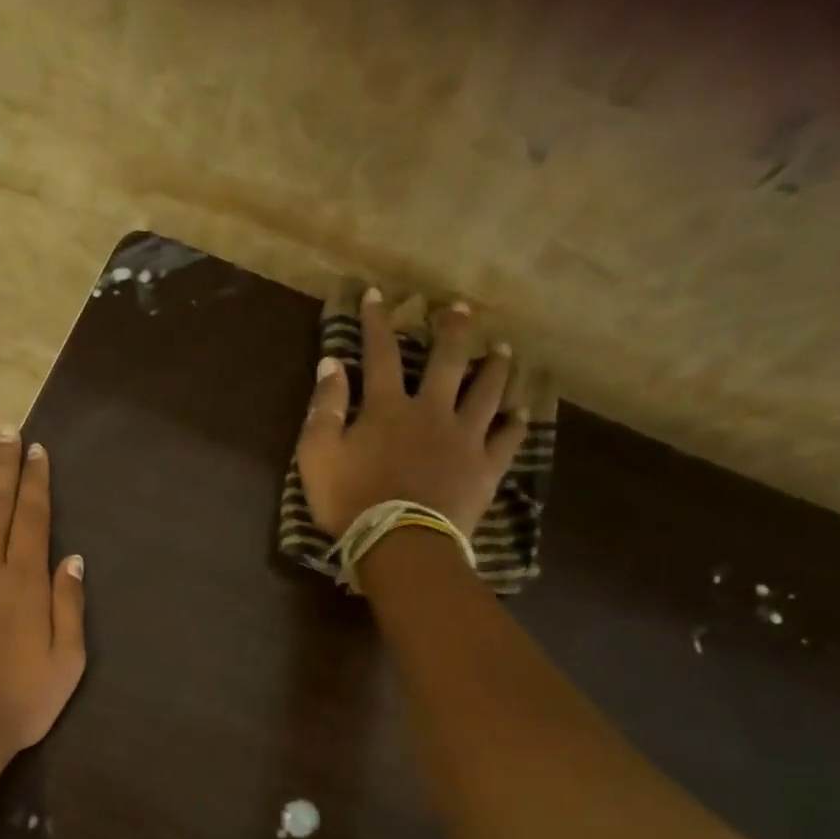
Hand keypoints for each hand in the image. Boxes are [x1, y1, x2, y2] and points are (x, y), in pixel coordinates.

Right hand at [296, 290, 527, 538]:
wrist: (398, 544)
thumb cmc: (350, 501)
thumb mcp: (318, 455)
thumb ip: (325, 408)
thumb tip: (331, 363)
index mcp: (387, 408)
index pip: (379, 354)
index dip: (376, 323)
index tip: (376, 294)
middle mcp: (431, 411)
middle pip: (446, 362)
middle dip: (451, 331)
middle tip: (460, 308)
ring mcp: (464, 438)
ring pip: (486, 392)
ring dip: (494, 368)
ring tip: (502, 350)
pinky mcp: (485, 468)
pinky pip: (507, 440)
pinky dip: (514, 425)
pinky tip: (521, 414)